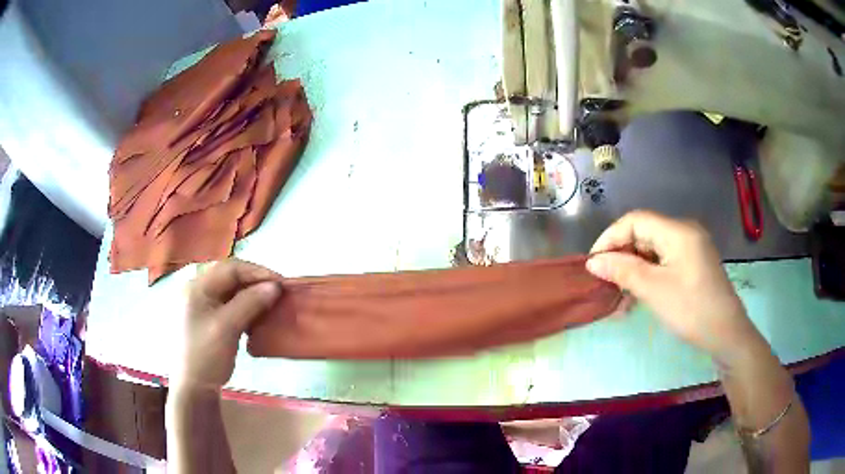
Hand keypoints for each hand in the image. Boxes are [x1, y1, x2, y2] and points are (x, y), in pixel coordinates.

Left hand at [170, 259, 280, 390]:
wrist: (193, 388)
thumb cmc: (206, 355)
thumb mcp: (227, 328)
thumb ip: (250, 303)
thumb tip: (275, 286)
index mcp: (197, 286)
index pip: (230, 268)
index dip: (257, 272)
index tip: (281, 284)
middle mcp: (198, 290)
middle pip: (230, 277)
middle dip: (256, 282)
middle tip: (278, 292)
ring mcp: (202, 305)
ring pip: (232, 291)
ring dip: (252, 295)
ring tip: (271, 304)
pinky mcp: (208, 320)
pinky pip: (230, 305)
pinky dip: (246, 308)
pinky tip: (257, 317)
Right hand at [586, 210, 762, 360]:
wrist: (726, 333)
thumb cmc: (692, 309)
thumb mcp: (654, 290)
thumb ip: (623, 271)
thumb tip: (593, 261)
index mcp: (678, 231)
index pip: (635, 221)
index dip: (611, 238)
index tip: (594, 263)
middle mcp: (684, 232)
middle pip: (643, 235)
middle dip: (621, 257)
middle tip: (605, 284)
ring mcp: (690, 249)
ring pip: (652, 251)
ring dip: (633, 271)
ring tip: (619, 298)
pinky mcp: (692, 264)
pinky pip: (663, 263)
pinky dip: (647, 277)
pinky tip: (637, 298)